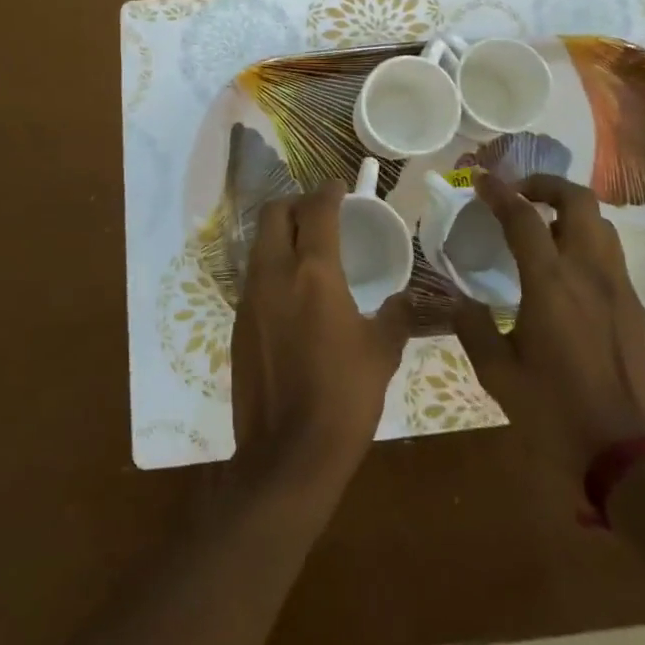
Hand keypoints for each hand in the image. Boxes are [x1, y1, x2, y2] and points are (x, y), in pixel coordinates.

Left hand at [231, 184, 411, 487]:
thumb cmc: (343, 398)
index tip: (339, 187)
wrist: (287, 456)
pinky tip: (292, 290)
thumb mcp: (382, 353)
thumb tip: (406, 300)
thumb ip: (396, 316)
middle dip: (295, 203)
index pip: (316, 210)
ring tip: (306, 246)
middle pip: (273, 213)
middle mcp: (274, 274)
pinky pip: (254, 275)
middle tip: (319, 212)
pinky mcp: (238, 322)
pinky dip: (272, 265)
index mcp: (313, 273)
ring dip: (280, 233)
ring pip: (259, 243)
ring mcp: (250, 298)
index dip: (328, 191)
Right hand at [453, 172, 644, 489]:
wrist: (631, 459)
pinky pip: (612, 257)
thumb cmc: (556, 415)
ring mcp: (620, 289)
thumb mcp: (499, 376)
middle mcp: (589, 273)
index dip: (499, 192)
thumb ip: (474, 329)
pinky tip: (570, 275)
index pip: (523, 217)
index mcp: (551, 284)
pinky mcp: (638, 310)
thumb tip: (459, 302)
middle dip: (546, 185)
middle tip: (521, 194)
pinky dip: (588, 245)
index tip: (481, 181)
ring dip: (571, 212)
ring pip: (602, 224)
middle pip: (578, 200)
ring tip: (545, 229)